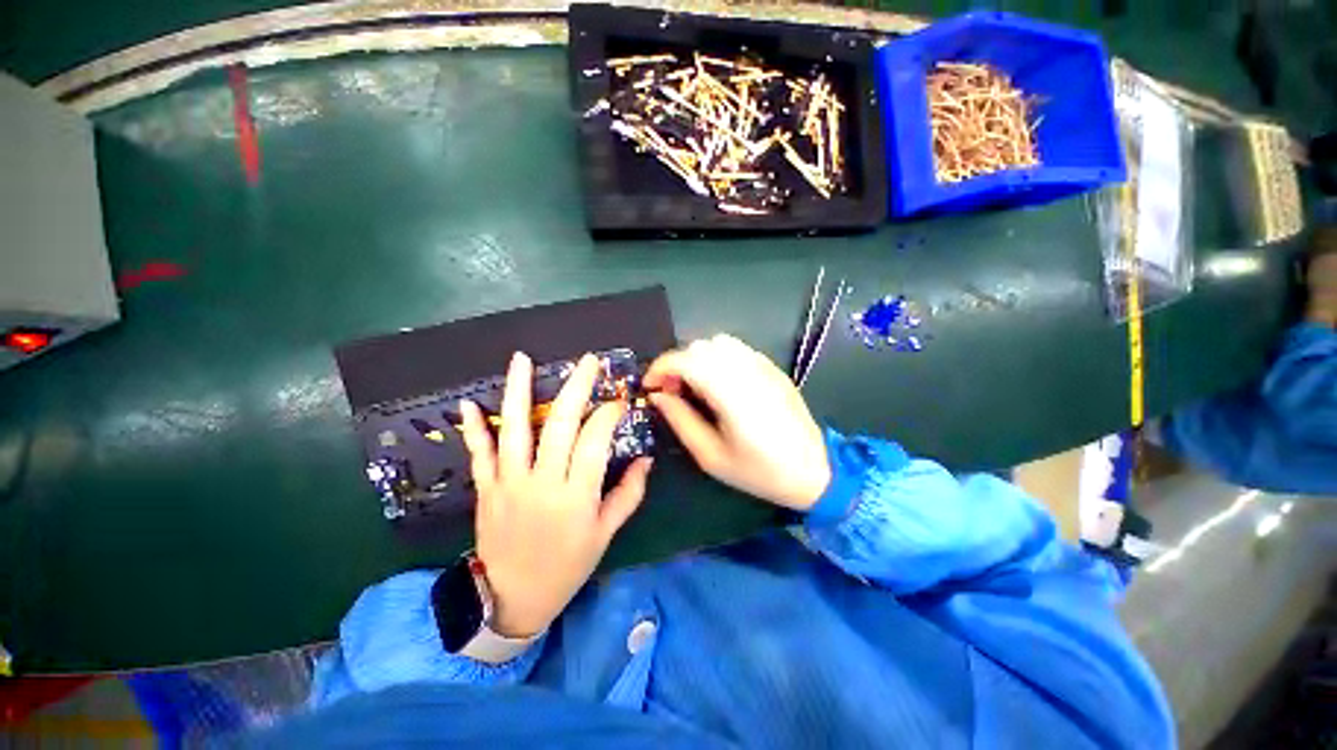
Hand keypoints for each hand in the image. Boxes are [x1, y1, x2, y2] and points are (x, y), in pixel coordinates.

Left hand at [458, 352, 652, 637]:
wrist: (511, 599)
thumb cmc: (567, 566)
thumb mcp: (605, 534)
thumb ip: (628, 493)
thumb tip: (646, 459)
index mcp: (575, 497)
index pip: (594, 442)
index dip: (608, 415)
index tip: (618, 401)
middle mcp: (542, 483)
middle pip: (559, 426)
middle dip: (576, 388)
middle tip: (588, 361)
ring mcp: (509, 483)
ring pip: (514, 430)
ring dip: (518, 392)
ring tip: (522, 359)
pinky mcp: (486, 489)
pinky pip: (478, 454)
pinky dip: (473, 428)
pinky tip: (468, 403)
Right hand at [644, 334, 829, 510]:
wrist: (813, 472)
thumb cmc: (759, 471)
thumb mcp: (710, 456)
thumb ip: (680, 420)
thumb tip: (658, 396)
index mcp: (731, 394)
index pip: (686, 360)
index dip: (660, 367)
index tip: (650, 386)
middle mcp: (748, 371)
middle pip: (700, 347)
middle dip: (677, 364)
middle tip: (672, 391)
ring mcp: (764, 366)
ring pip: (719, 342)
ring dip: (698, 358)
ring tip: (694, 385)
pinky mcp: (773, 368)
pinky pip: (738, 349)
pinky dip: (718, 358)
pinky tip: (719, 383)